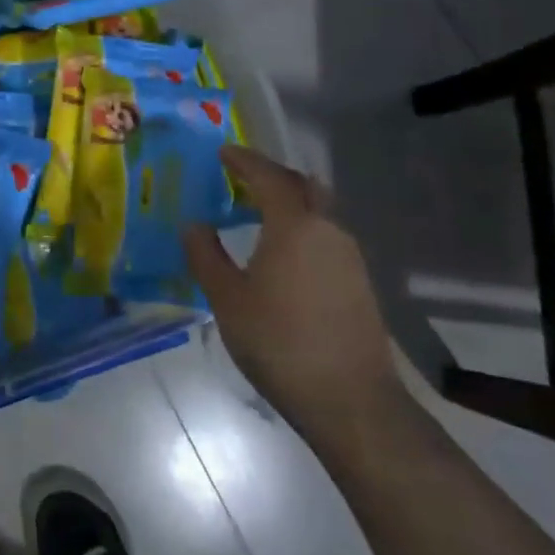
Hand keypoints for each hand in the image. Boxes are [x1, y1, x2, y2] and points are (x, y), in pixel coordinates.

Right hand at [183, 145, 405, 451]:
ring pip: (318, 211)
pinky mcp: (360, 282)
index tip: (223, 152)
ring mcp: (350, 256)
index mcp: (294, 225)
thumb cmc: (280, 343)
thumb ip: (206, 256)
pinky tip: (284, 255)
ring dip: (290, 204)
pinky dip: (302, 229)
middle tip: (242, 180)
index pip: (268, 176)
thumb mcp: (228, 300)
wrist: (352, 402)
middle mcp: (328, 229)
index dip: (244, 160)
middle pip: (302, 185)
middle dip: (272, 176)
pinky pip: (326, 237)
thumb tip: (195, 225)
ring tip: (258, 216)